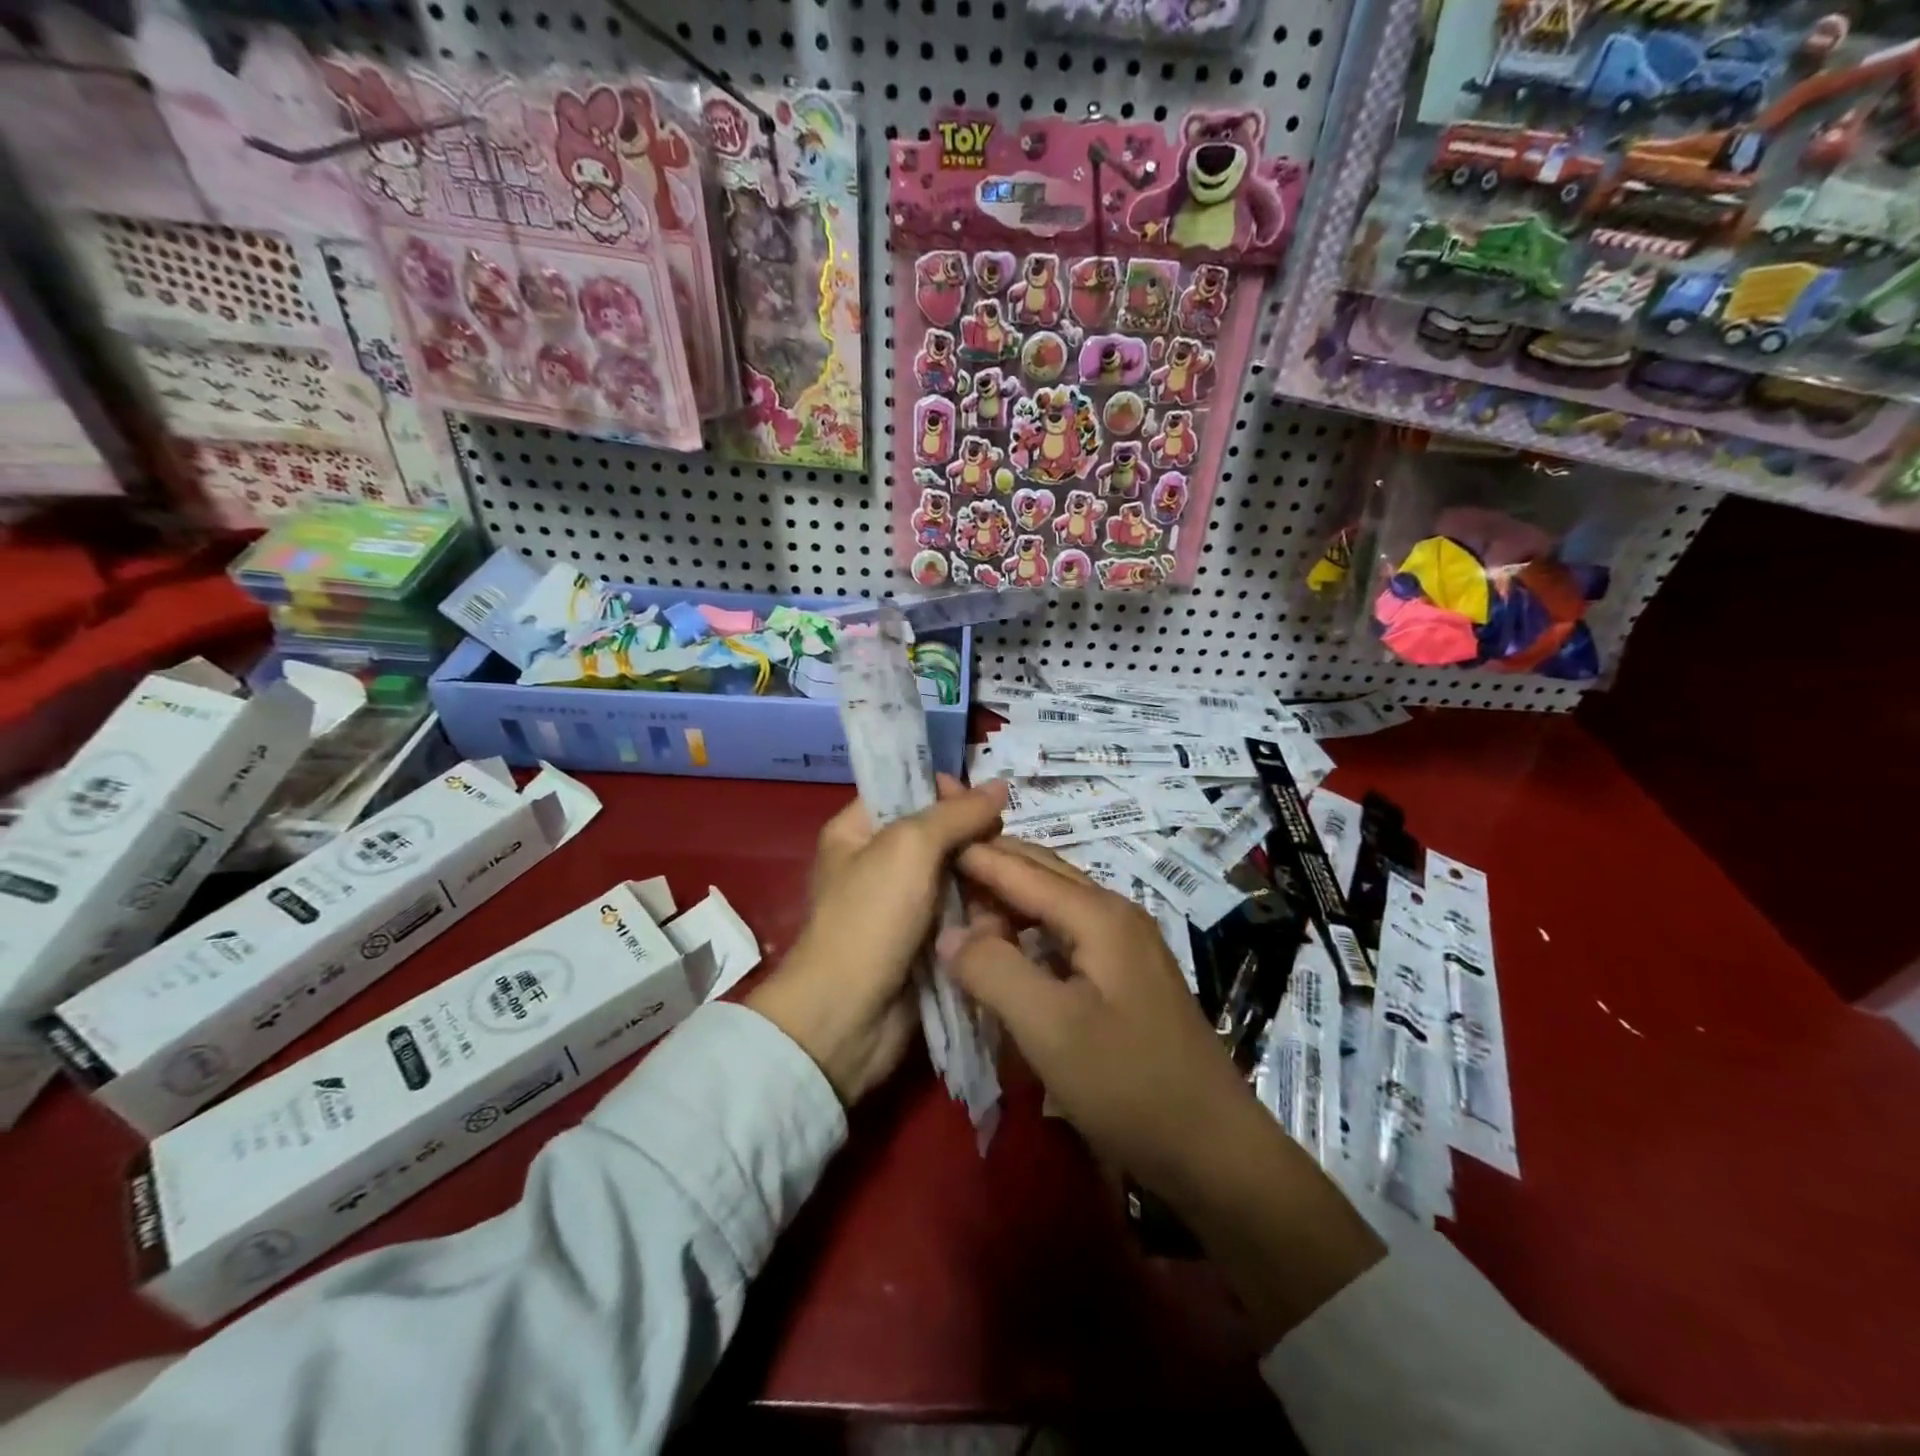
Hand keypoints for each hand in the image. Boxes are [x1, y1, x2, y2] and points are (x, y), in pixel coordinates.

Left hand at [747, 776, 1007, 1106]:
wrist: (849, 1016)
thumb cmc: (870, 918)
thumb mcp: (910, 848)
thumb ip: (956, 814)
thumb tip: (1000, 786)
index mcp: (856, 831)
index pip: (906, 790)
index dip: (946, 791)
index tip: (984, 805)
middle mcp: (877, 862)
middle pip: (937, 833)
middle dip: (974, 837)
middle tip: (1009, 844)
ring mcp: (902, 905)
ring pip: (955, 875)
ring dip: (984, 876)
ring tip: (1018, 878)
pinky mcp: (924, 941)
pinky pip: (960, 912)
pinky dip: (982, 910)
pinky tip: (1011, 908)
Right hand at [943, 839, 1383, 1342]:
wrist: (1214, 1149)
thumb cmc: (1128, 1084)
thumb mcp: (1049, 1029)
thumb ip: (994, 970)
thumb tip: (950, 933)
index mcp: (1098, 914)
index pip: (1021, 868)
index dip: (974, 854)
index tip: (928, 839)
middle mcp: (1114, 914)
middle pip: (1041, 872)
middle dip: (991, 861)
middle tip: (940, 861)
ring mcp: (1125, 944)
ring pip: (1054, 901)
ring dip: (1009, 895)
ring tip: (963, 899)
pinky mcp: (1126, 974)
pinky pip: (1066, 931)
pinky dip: (1029, 926)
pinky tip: (1008, 943)